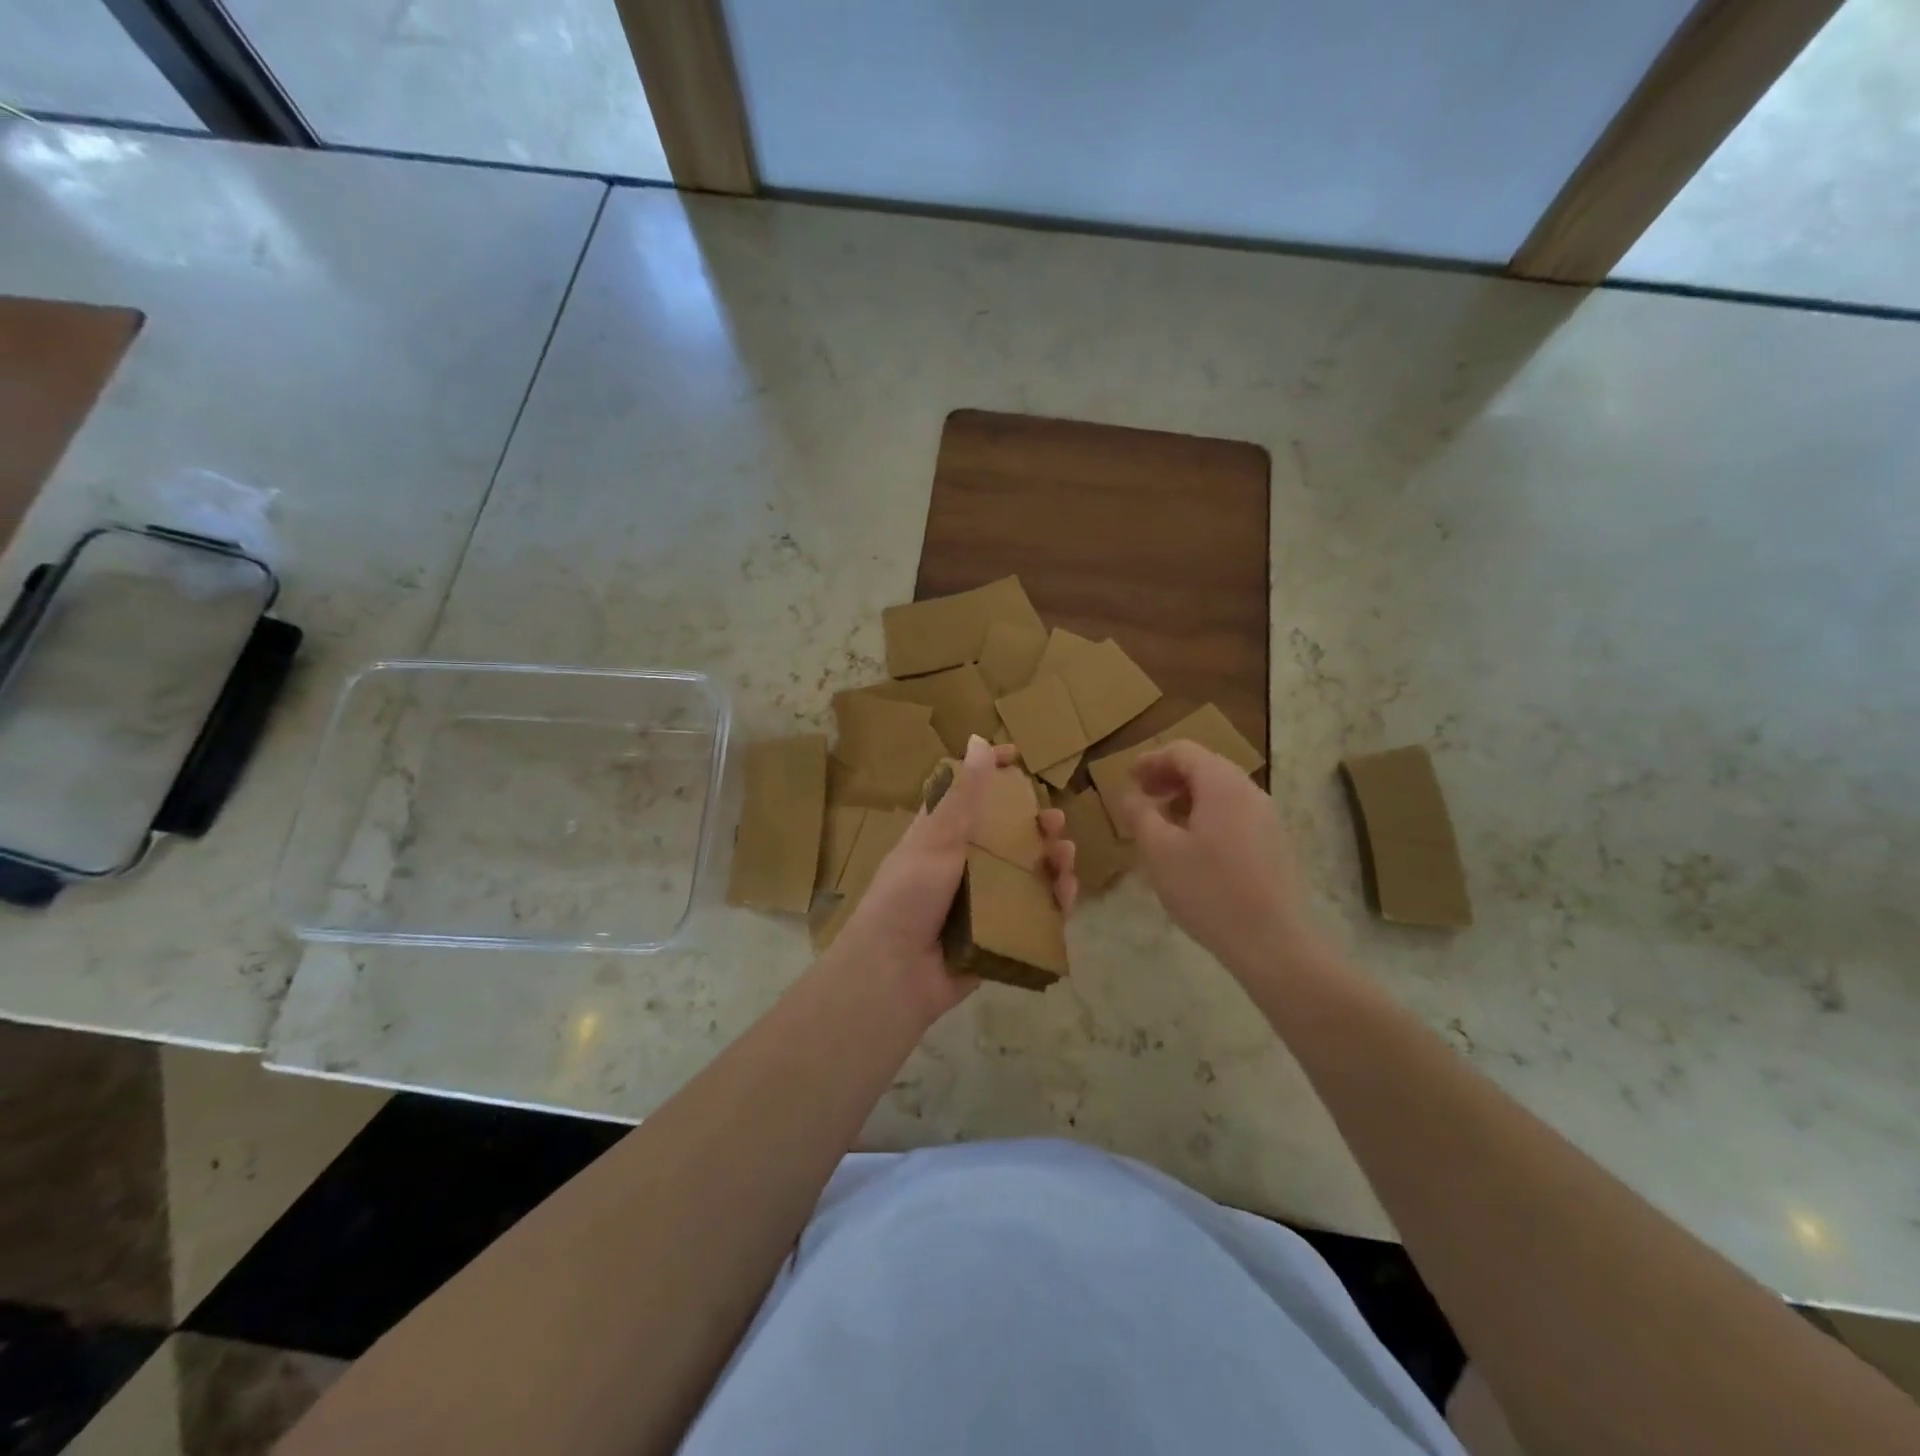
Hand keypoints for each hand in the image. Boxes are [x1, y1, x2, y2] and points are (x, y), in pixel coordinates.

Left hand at [836, 735, 1077, 1025]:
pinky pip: (1034, 913)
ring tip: (1066, 855)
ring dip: (1051, 860)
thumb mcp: (936, 838)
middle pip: (1007, 836)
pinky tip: (1066, 892)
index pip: (969, 797)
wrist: (896, 971)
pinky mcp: (999, 933)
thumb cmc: (909, 895)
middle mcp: (963, 865)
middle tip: (1054, 821)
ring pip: (1027, 873)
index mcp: (941, 837)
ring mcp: (982, 900)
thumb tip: (978, 740)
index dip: (992, 775)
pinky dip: (1053, 901)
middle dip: (1035, 824)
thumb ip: (963, 795)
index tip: (1018, 757)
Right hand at [1119, 740, 1322, 978]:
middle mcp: (1249, 791)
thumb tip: (1130, 794)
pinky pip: (1235, 812)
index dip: (1151, 759)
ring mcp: (1267, 817)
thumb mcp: (1158, 851)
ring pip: (1221, 791)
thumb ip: (1140, 814)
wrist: (1271, 942)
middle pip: (1205, 766)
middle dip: (1170, 776)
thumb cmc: (1207, 890)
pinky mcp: (1275, 842)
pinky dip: (1208, 814)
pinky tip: (1193, 844)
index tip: (1129, 778)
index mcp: (1221, 784)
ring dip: (1188, 796)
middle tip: (1143, 795)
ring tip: (1163, 820)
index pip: (1183, 751)